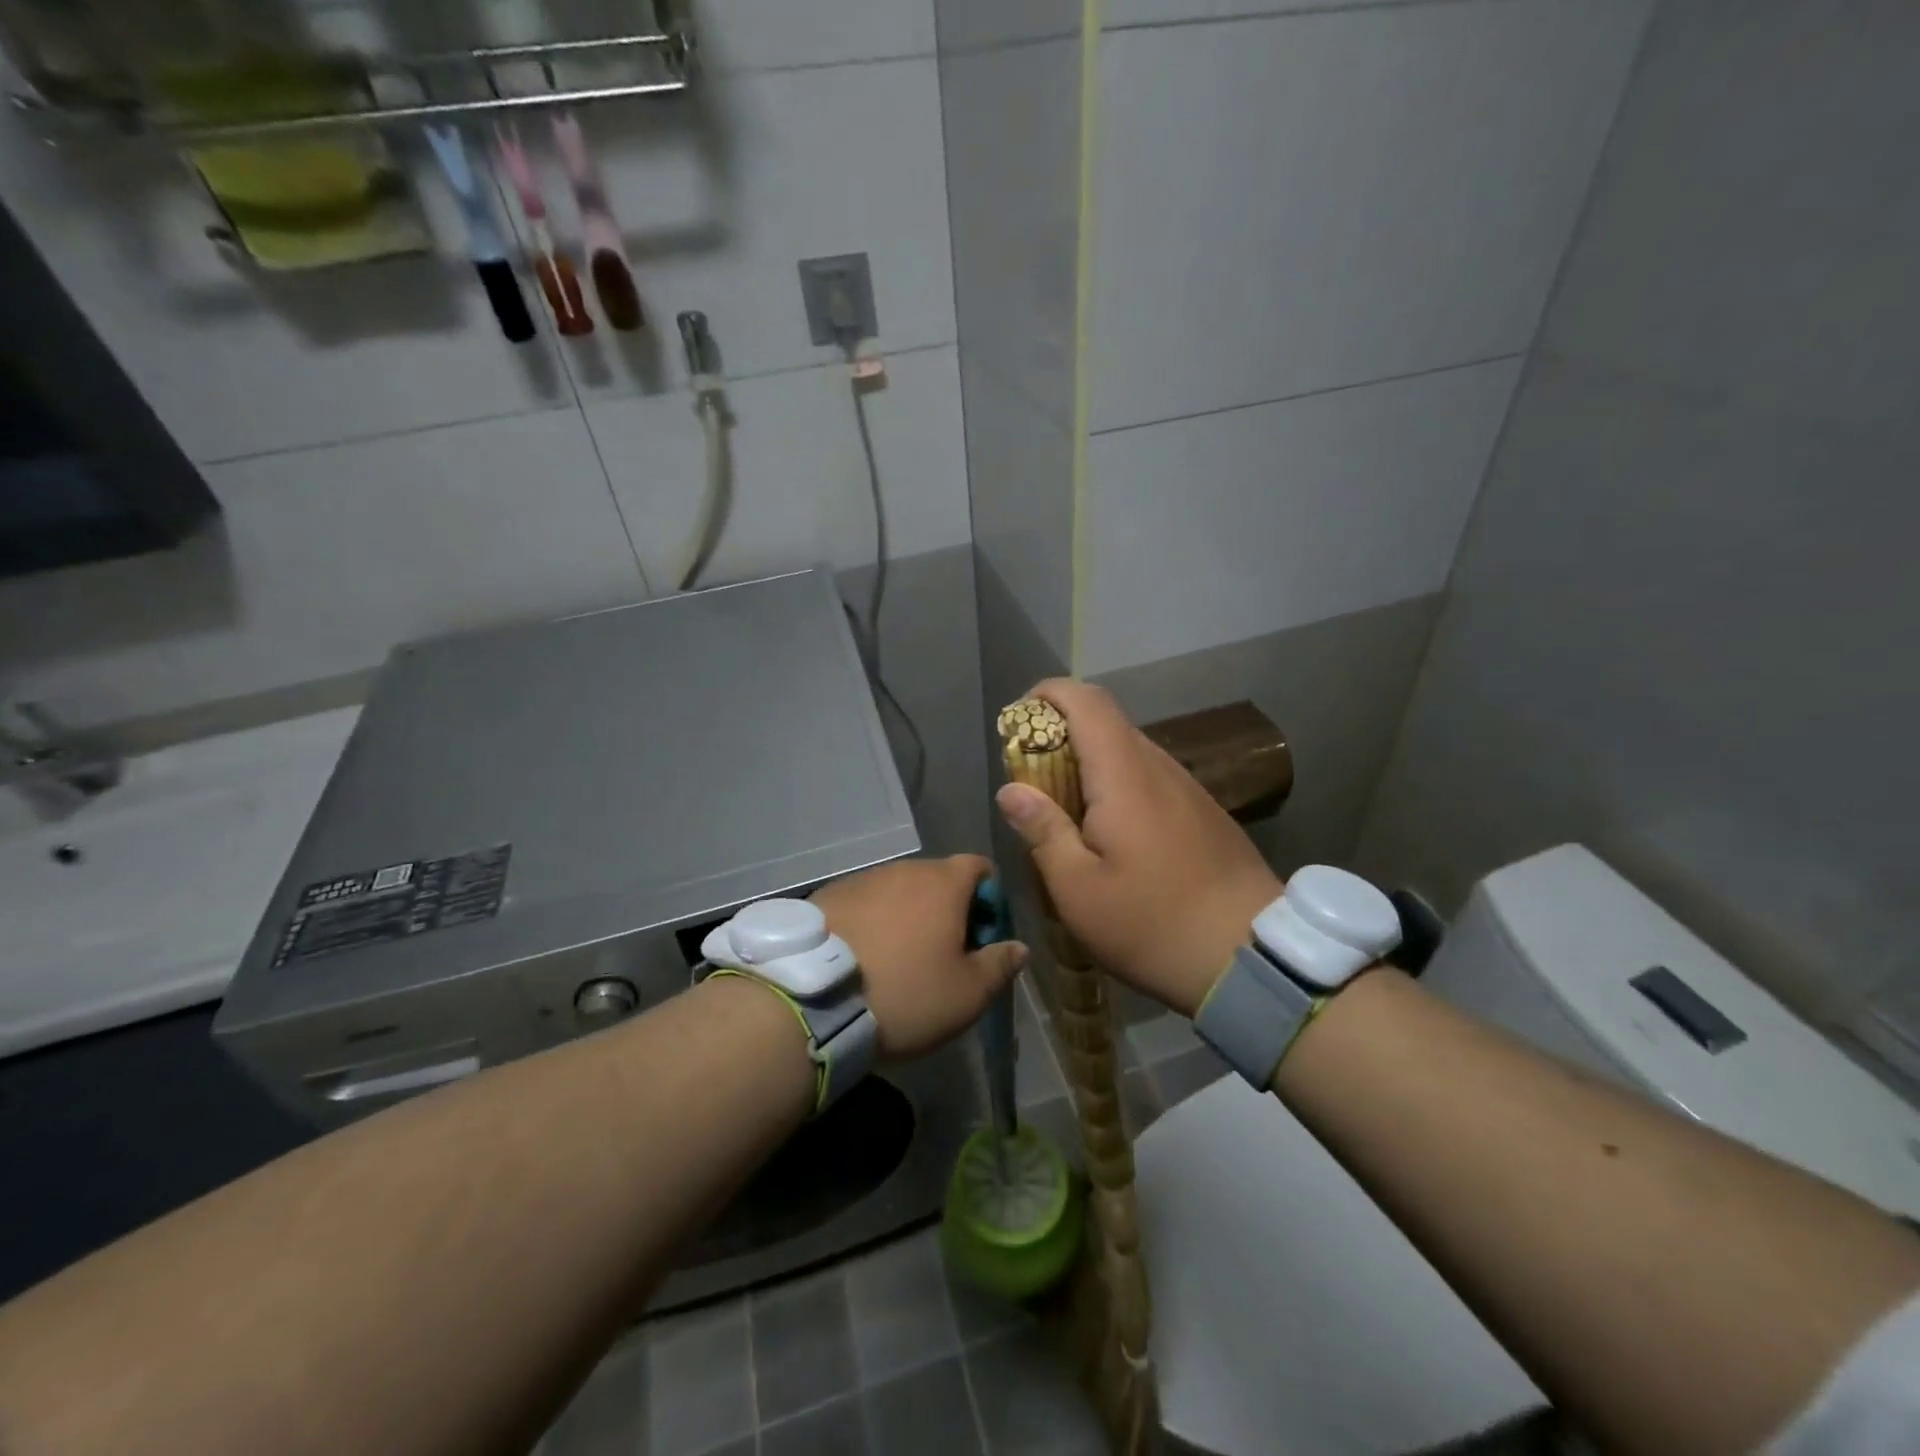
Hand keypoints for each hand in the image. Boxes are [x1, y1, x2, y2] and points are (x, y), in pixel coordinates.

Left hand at [811, 855, 1027, 1060]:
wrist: (812, 1000)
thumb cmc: (905, 993)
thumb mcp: (967, 994)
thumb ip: (1000, 965)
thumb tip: (1018, 947)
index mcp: (943, 882)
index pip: (979, 867)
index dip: (989, 899)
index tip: (982, 937)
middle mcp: (903, 869)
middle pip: (937, 879)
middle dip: (947, 909)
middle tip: (942, 954)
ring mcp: (861, 878)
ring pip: (898, 891)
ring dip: (907, 915)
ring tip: (897, 959)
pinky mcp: (827, 895)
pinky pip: (863, 903)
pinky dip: (871, 922)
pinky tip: (861, 957)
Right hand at [995, 680, 1281, 1017]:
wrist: (1252, 957)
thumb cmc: (1153, 923)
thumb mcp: (1078, 890)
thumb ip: (1042, 831)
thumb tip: (1011, 789)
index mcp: (1124, 774)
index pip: (1085, 700)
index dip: (1046, 695)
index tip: (1016, 725)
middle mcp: (1159, 767)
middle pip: (1105, 722)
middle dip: (1059, 734)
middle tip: (1031, 780)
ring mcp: (1187, 788)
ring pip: (1128, 751)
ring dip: (1088, 763)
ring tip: (1064, 812)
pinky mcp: (1202, 812)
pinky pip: (1149, 778)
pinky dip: (1116, 785)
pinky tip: (1110, 834)